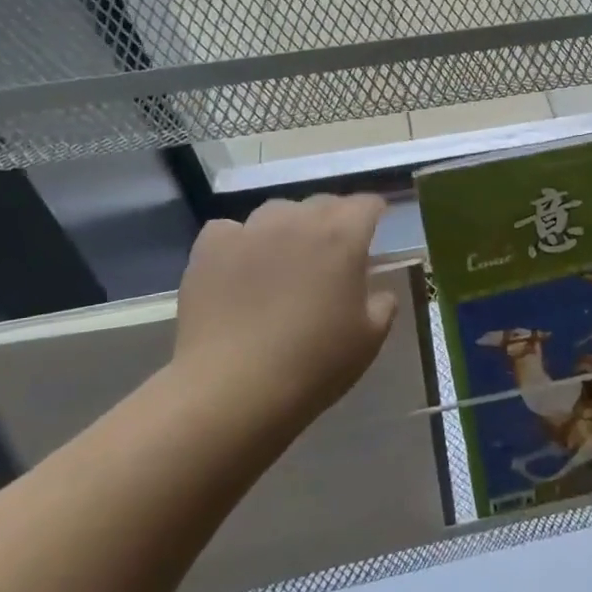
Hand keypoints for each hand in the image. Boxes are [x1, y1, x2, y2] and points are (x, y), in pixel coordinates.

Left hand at [170, 195, 398, 435]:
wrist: (234, 388)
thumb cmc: (314, 363)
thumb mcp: (369, 339)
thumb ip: (382, 305)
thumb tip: (378, 292)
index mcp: (342, 238)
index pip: (366, 204)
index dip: (374, 214)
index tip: (376, 230)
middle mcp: (298, 222)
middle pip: (322, 203)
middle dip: (334, 219)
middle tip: (334, 252)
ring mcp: (250, 231)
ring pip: (276, 211)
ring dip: (289, 226)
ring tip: (285, 257)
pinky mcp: (210, 249)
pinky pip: (230, 230)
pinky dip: (240, 241)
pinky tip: (240, 267)